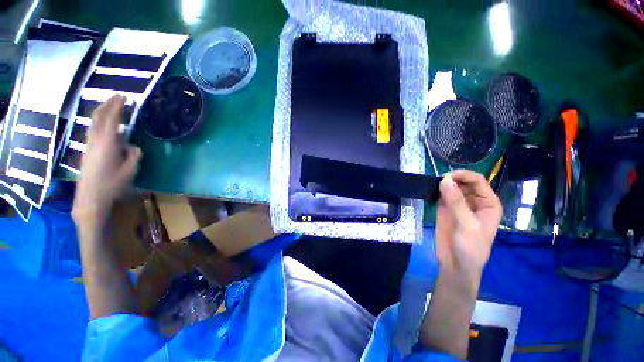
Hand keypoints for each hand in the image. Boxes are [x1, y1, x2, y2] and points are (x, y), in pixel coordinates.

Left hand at [72, 95, 141, 225]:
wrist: (91, 196)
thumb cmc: (113, 183)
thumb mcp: (130, 169)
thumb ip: (133, 155)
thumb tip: (133, 146)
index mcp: (108, 142)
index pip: (113, 119)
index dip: (118, 106)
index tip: (125, 97)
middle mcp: (96, 139)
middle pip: (99, 116)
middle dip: (108, 104)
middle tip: (117, 96)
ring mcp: (90, 143)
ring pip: (93, 121)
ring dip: (102, 111)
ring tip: (110, 104)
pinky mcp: (87, 149)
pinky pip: (92, 128)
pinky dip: (98, 120)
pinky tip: (104, 122)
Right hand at [435, 170, 501, 277]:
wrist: (455, 265)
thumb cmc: (470, 248)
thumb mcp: (466, 225)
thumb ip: (456, 202)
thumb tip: (444, 180)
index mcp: (488, 203)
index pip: (477, 181)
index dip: (463, 175)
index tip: (446, 176)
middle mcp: (474, 201)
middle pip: (464, 182)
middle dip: (452, 179)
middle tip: (438, 182)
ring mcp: (459, 204)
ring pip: (452, 187)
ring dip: (443, 184)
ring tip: (432, 185)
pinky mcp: (445, 209)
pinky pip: (441, 195)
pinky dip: (436, 191)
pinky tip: (430, 191)